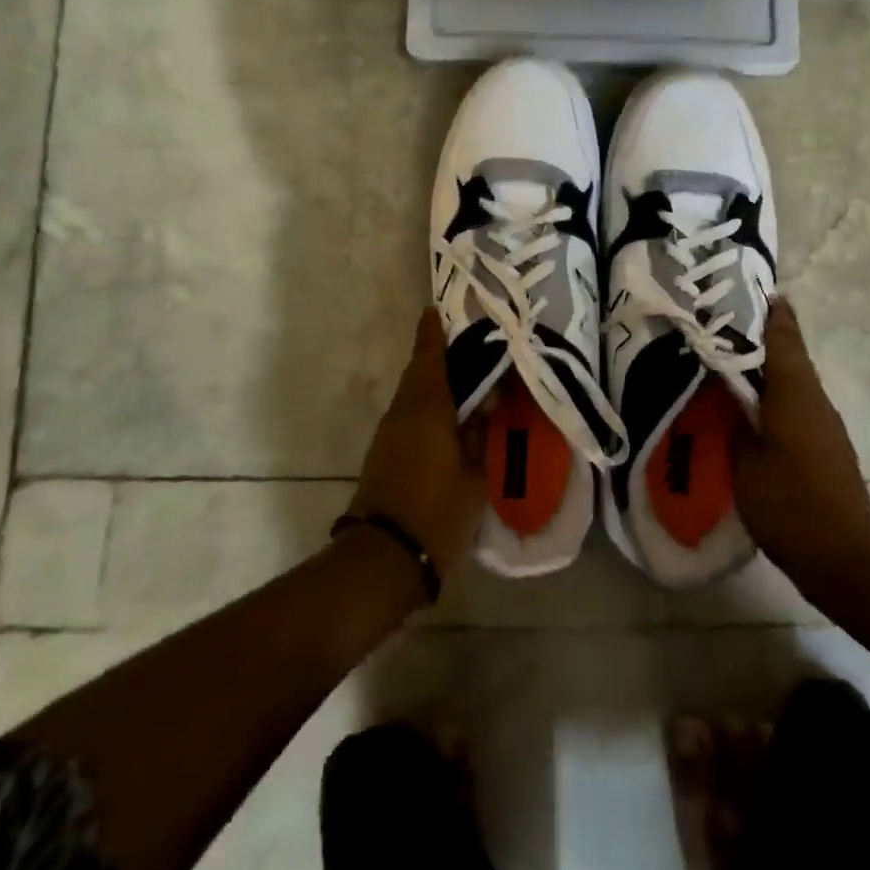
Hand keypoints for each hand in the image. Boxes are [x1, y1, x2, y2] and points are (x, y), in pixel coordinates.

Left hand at [347, 311, 487, 579]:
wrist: (383, 560)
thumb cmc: (435, 511)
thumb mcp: (474, 475)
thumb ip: (481, 434)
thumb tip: (487, 403)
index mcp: (425, 406)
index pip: (428, 355)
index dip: (433, 331)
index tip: (438, 309)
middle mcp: (402, 411)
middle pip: (420, 372)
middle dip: (439, 356)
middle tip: (470, 348)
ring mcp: (389, 434)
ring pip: (413, 395)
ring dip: (434, 383)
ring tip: (467, 382)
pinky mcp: (384, 455)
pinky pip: (409, 416)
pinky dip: (428, 407)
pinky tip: (449, 418)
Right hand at [733, 301, 869, 594]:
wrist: (846, 561)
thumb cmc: (789, 505)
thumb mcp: (742, 461)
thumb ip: (731, 420)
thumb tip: (722, 391)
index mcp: (794, 393)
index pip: (782, 337)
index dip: (768, 310)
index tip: (751, 287)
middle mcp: (814, 400)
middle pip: (789, 353)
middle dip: (760, 334)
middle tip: (723, 320)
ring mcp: (824, 425)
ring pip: (792, 380)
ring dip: (766, 365)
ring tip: (728, 358)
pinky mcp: (825, 447)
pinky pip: (795, 404)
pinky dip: (773, 393)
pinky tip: (748, 404)